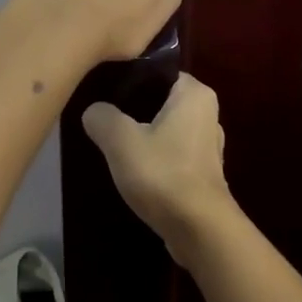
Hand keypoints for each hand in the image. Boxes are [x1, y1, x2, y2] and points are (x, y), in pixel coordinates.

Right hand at [82, 74, 236, 265]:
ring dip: (144, 137)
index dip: (130, 80)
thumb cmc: (163, 173)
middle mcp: (208, 113)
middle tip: (103, 120)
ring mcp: (208, 144)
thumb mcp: (120, 140)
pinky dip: (155, 159)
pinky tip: (134, 171)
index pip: (158, 72)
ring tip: (114, 147)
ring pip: (166, 129)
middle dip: (134, 110)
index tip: (103, 92)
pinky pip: (173, 153)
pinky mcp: (204, 172)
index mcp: (195, 93)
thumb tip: (93, 111)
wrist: (199, 229)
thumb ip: (102, 117)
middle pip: (160, 101)